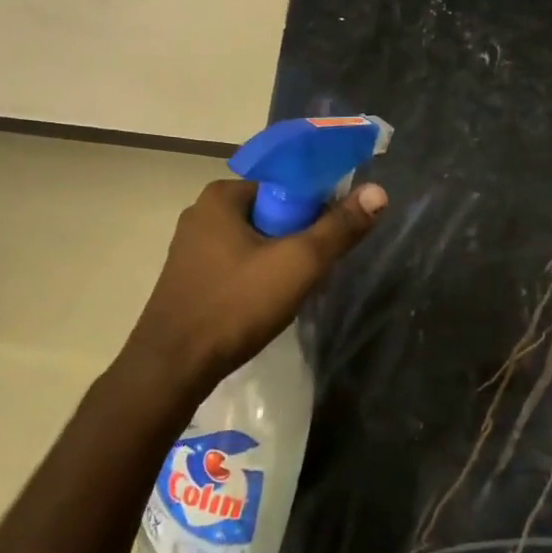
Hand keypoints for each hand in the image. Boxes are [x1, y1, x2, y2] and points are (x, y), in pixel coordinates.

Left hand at [125, 178, 386, 390]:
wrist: (173, 368)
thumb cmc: (236, 305)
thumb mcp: (298, 263)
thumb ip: (340, 227)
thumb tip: (378, 192)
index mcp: (221, 196)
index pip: (285, 185)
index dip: (315, 207)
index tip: (330, 238)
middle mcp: (201, 213)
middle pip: (270, 213)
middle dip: (297, 238)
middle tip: (314, 270)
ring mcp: (190, 249)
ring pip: (253, 242)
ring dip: (278, 261)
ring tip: (292, 291)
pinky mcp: (187, 279)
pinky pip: (235, 265)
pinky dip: (256, 278)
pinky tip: (264, 305)